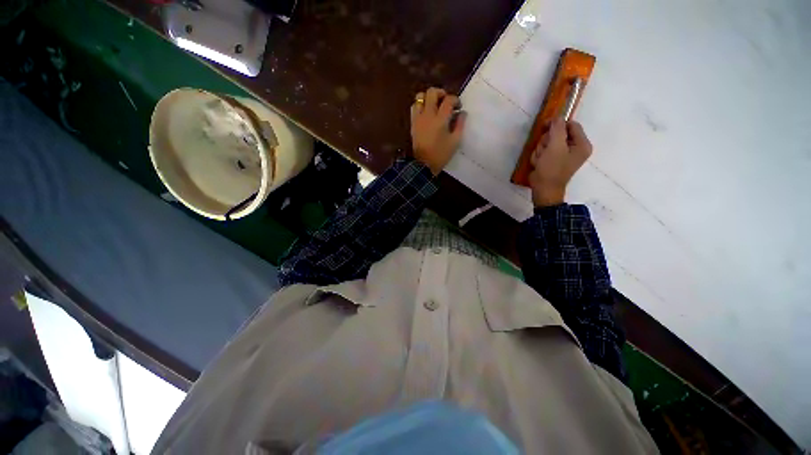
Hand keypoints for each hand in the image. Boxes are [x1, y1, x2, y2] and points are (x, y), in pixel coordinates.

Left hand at [410, 87, 466, 174]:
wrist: (423, 165)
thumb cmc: (441, 154)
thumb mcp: (455, 141)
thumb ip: (460, 125)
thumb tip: (462, 113)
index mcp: (440, 119)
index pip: (448, 100)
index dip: (455, 100)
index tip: (458, 107)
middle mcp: (428, 115)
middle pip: (432, 92)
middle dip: (441, 93)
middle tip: (446, 102)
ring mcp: (418, 118)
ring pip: (420, 97)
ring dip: (428, 98)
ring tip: (434, 106)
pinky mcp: (413, 123)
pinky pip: (414, 107)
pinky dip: (420, 105)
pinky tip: (426, 113)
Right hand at [529, 118, 591, 206]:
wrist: (543, 189)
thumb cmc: (552, 169)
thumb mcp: (555, 147)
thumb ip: (557, 129)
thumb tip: (557, 117)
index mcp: (582, 144)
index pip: (571, 125)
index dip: (558, 124)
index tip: (545, 126)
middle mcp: (575, 148)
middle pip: (558, 134)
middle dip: (546, 141)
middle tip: (544, 151)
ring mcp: (563, 155)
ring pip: (548, 142)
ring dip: (541, 150)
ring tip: (540, 160)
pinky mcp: (553, 160)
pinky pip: (544, 151)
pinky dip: (539, 156)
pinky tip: (538, 163)